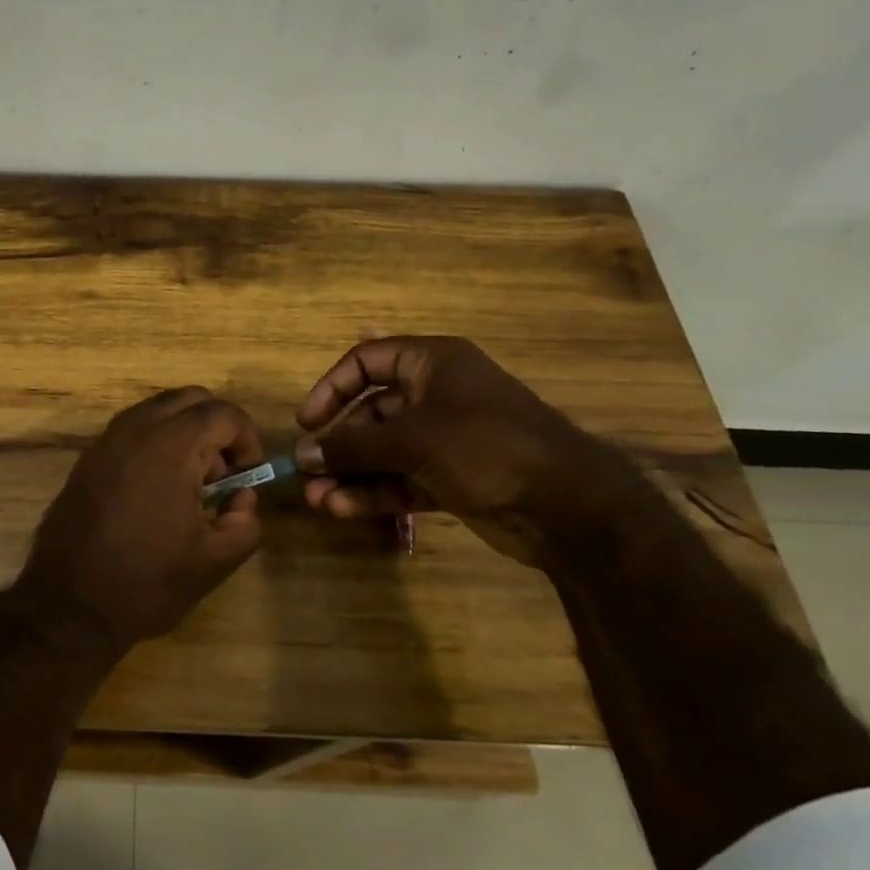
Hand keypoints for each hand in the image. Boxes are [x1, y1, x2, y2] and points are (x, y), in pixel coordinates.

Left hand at [13, 388, 265, 652]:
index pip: (223, 413)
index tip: (249, 476)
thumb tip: (242, 497)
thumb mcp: (214, 561)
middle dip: (217, 427)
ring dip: (185, 432)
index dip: (247, 439)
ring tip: (191, 484)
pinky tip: (157, 490)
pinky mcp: (89, 456)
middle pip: (190, 399)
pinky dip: (156, 442)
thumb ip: (245, 521)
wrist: (69, 603)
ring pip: (159, 410)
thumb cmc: (146, 582)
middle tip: (223, 474)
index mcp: (171, 446)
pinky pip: (133, 428)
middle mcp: (136, 428)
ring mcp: (107, 439)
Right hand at [293, 336, 632, 565]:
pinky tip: (342, 509)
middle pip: (371, 412)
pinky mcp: (450, 479)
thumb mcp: (412, 439)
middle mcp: (435, 396)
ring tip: (316, 498)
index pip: (367, 361)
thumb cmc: (485, 446)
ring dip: (349, 473)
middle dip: (337, 443)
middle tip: (306, 470)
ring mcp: (444, 440)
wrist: (567, 507)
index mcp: (433, 363)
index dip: (332, 387)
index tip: (307, 421)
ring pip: (383, 452)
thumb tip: (303, 453)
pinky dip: (373, 492)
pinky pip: (400, 479)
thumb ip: (353, 445)